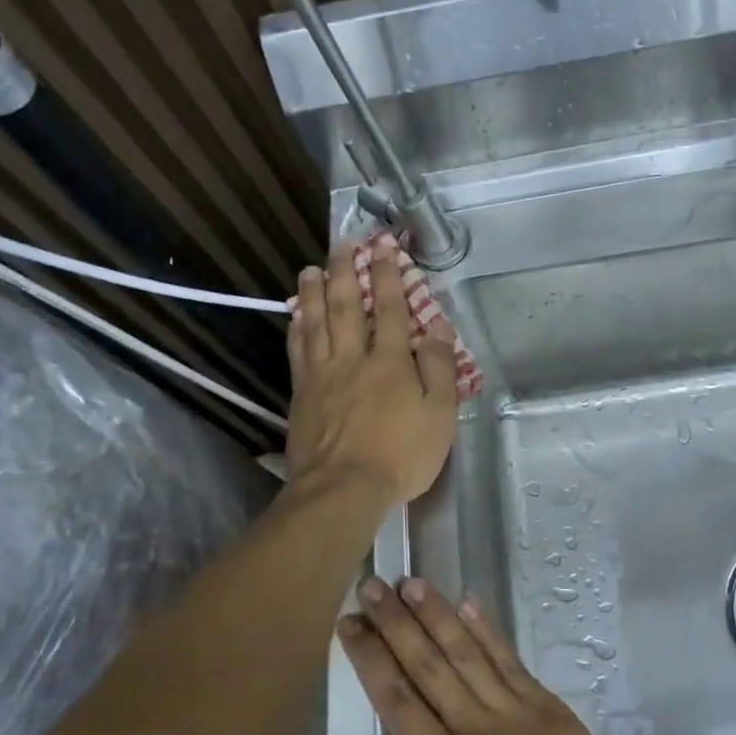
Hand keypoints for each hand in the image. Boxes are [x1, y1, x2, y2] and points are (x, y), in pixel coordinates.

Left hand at [286, 237, 458, 506]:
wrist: (342, 489)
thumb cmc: (400, 456)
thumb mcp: (439, 415)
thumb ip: (440, 369)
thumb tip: (439, 328)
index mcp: (391, 361)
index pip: (392, 308)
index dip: (389, 275)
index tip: (385, 246)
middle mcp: (353, 357)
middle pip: (347, 305)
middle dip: (346, 271)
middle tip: (342, 245)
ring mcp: (322, 374)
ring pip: (316, 322)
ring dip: (313, 292)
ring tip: (311, 269)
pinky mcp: (301, 393)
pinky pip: (297, 350)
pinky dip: (297, 327)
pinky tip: (295, 315)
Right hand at [337, 576, 662, 734]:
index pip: (397, 699)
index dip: (370, 658)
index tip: (349, 623)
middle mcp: (475, 725)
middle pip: (427, 664)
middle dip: (395, 622)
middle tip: (371, 585)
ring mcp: (514, 709)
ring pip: (466, 651)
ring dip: (437, 613)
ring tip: (412, 583)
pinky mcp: (546, 705)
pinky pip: (509, 659)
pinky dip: (487, 629)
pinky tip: (469, 602)